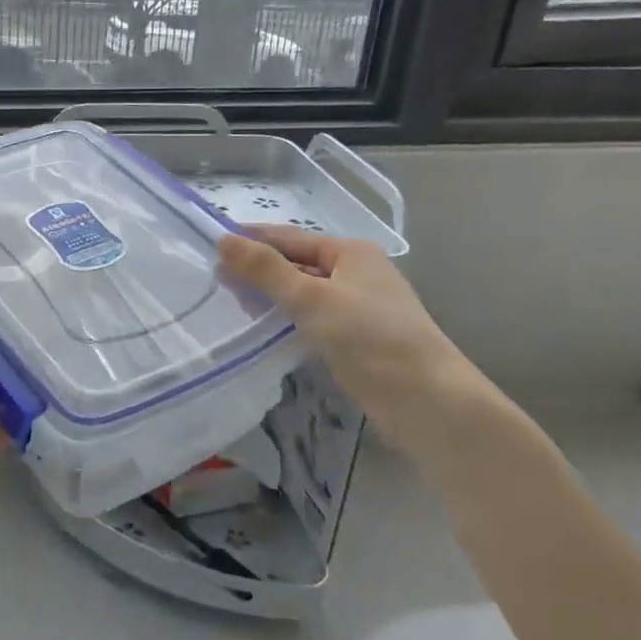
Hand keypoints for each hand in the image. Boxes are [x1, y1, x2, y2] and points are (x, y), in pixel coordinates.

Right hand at [218, 226, 471, 438]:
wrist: (427, 401)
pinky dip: (288, 321)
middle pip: (297, 264)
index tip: (213, 248)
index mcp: (351, 253)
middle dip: (260, 271)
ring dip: (272, 298)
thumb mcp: (312, 298)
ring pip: (304, 294)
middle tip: (216, 282)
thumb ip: (266, 270)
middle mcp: (357, 274)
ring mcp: (359, 309)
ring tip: (233, 306)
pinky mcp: (357, 341)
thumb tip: (223, 240)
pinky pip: (313, 321)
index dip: (253, 241)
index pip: (290, 238)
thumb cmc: (370, 338)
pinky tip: (264, 332)